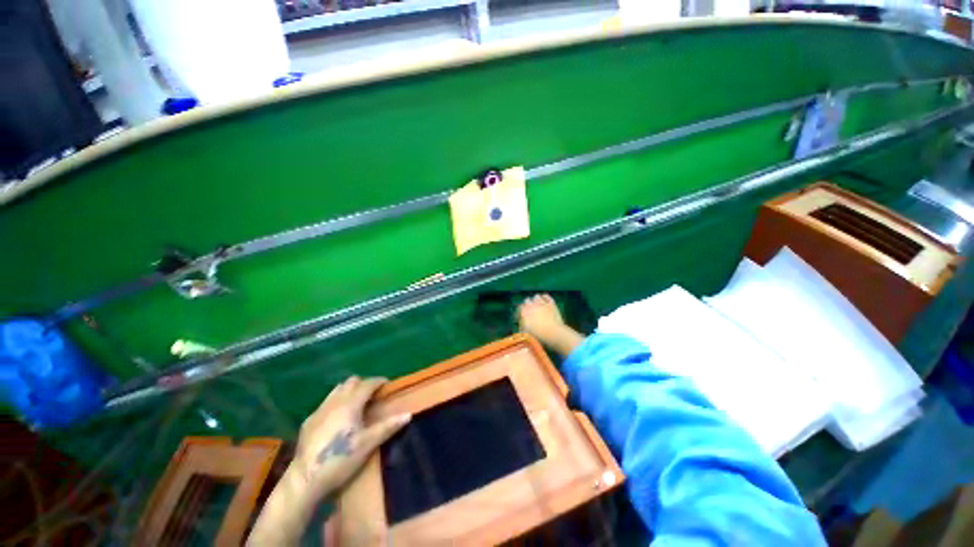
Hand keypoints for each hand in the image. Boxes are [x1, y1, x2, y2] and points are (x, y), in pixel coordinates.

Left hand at [291, 376, 410, 500]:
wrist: (305, 480)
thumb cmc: (340, 460)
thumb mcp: (367, 444)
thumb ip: (388, 427)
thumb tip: (408, 414)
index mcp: (350, 404)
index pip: (367, 384)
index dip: (378, 381)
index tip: (387, 385)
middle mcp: (334, 402)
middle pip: (351, 382)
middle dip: (364, 384)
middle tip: (373, 395)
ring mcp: (319, 411)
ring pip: (337, 390)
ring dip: (349, 391)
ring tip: (357, 404)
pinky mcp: (309, 421)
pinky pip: (326, 402)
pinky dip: (337, 402)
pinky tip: (338, 419)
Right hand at [518, 294, 585, 356]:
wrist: (553, 333)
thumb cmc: (538, 335)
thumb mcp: (526, 332)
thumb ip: (522, 325)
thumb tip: (521, 322)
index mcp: (524, 312)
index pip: (519, 308)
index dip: (520, 312)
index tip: (522, 316)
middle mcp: (531, 305)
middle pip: (527, 300)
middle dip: (527, 304)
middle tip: (530, 310)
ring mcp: (542, 303)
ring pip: (536, 296)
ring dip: (536, 300)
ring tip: (537, 304)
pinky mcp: (551, 303)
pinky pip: (546, 296)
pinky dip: (544, 297)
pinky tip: (544, 299)